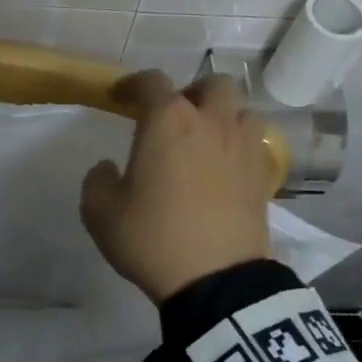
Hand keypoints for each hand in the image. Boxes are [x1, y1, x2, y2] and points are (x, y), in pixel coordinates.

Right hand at [81, 71, 274, 303]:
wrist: (216, 280)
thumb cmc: (153, 237)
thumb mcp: (101, 213)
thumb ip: (97, 180)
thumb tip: (108, 168)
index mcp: (168, 121)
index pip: (151, 82)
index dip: (132, 84)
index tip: (120, 96)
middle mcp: (211, 122)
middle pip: (210, 85)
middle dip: (190, 93)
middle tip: (173, 118)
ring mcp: (243, 147)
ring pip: (242, 110)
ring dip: (223, 116)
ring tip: (205, 139)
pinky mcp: (264, 175)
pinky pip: (255, 144)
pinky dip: (240, 145)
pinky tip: (225, 168)